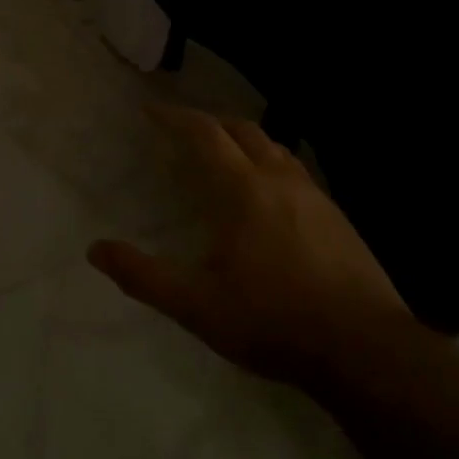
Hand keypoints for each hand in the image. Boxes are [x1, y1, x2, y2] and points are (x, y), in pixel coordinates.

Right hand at [89, 105, 411, 385]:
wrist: (364, 348)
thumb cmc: (273, 321)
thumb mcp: (197, 306)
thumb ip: (143, 276)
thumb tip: (95, 249)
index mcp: (244, 189)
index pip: (205, 135)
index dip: (175, 118)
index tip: (151, 111)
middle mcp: (280, 179)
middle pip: (243, 130)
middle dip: (210, 122)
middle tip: (185, 131)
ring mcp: (316, 196)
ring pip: (275, 148)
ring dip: (244, 141)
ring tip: (225, 157)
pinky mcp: (339, 218)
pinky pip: (296, 173)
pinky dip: (271, 166)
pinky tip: (269, 198)